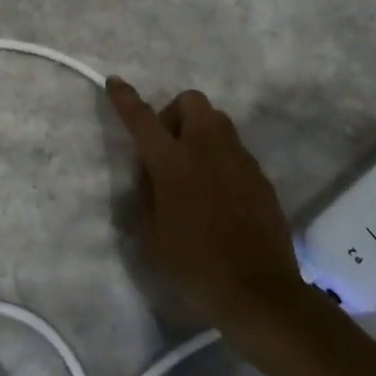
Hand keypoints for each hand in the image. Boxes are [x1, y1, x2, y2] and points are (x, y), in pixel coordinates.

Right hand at [105, 79, 302, 327]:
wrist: (260, 294)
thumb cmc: (195, 266)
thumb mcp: (153, 234)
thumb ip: (148, 194)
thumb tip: (151, 174)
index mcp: (173, 162)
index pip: (142, 118)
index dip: (125, 98)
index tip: (115, 82)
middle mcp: (207, 149)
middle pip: (191, 101)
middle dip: (175, 113)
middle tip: (167, 147)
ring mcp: (239, 159)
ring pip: (217, 121)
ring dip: (200, 131)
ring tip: (194, 169)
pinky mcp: (260, 176)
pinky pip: (235, 150)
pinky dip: (221, 157)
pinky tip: (218, 193)